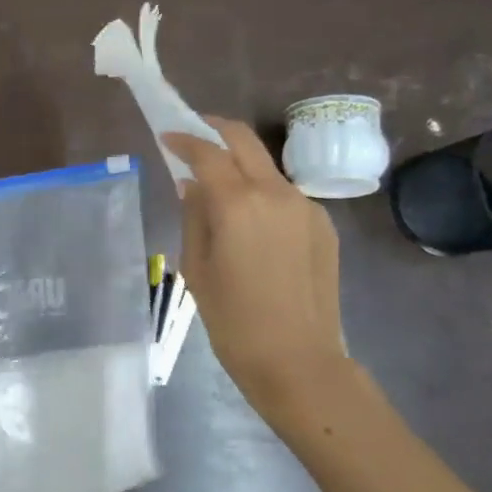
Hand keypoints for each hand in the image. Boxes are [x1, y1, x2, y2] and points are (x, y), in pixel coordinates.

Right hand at [164, 118, 347, 422]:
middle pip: (244, 141)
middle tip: (194, 135)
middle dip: (216, 130)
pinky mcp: (323, 225)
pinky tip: (251, 224)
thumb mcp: (196, 268)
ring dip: (240, 165)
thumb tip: (192, 186)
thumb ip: (194, 217)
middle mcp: (276, 193)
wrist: (298, 361)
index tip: (167, 136)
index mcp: (239, 204)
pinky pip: (285, 196)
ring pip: (267, 168)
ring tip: (219, 188)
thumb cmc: (233, 321)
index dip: (184, 139)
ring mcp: (306, 208)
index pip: (207, 153)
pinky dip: (262, 194)